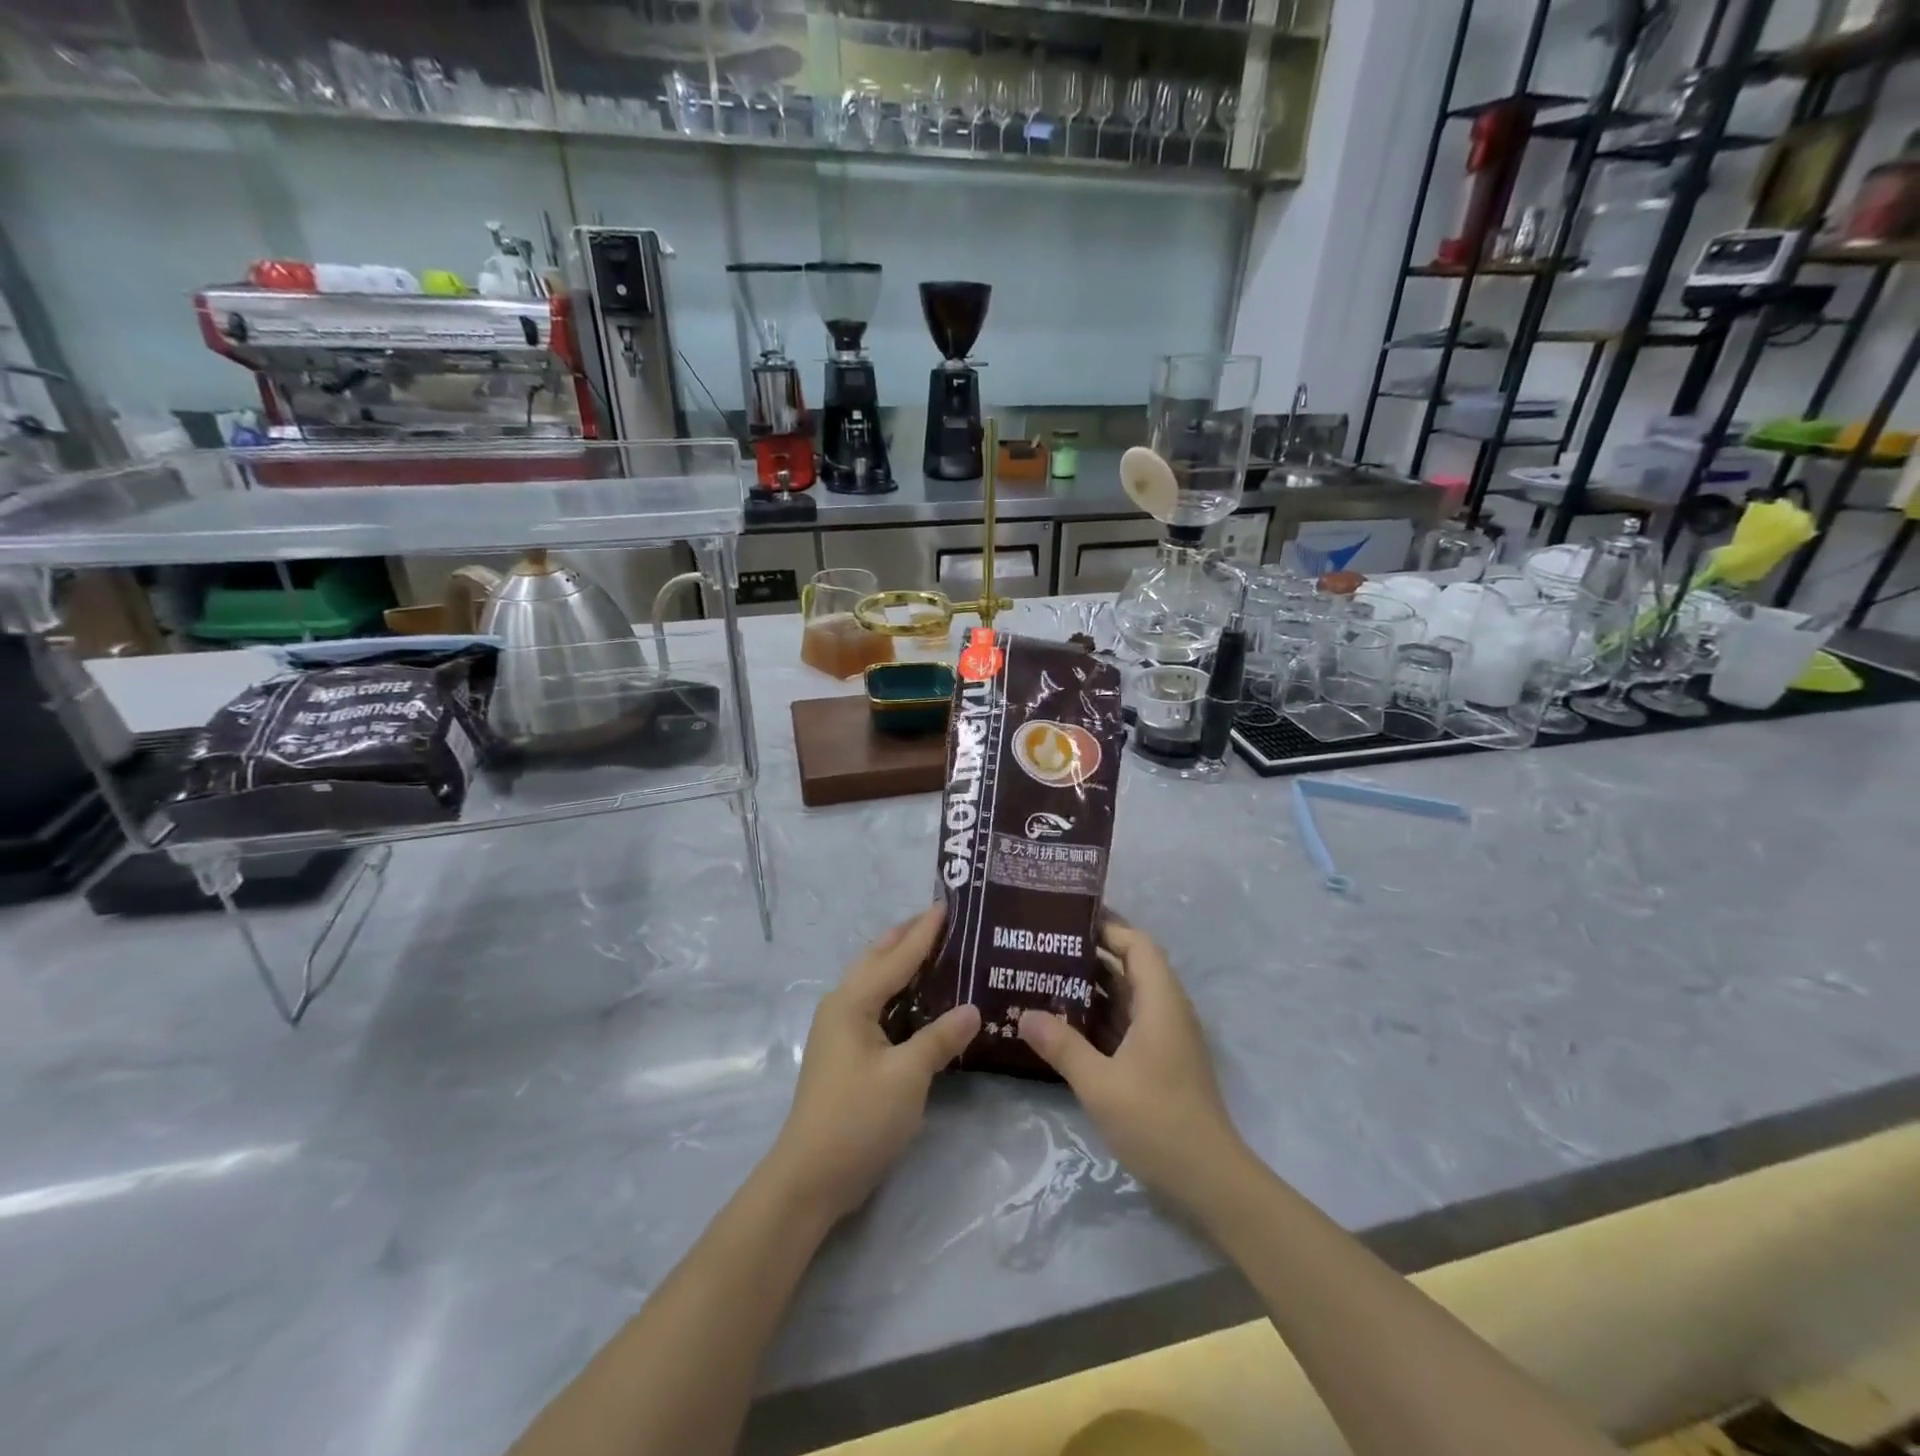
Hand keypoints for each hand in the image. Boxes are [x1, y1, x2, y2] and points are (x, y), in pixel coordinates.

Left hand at [766, 906, 980, 1223]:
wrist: (810, 1178)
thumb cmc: (858, 1119)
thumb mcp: (907, 1076)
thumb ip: (940, 1038)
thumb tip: (974, 1009)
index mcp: (853, 1002)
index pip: (897, 956)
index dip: (924, 931)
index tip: (948, 905)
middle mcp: (842, 1006)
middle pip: (879, 960)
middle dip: (908, 937)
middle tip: (943, 921)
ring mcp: (840, 1030)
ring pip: (876, 983)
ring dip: (902, 963)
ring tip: (936, 950)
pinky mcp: (845, 1053)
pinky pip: (876, 1007)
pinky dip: (899, 994)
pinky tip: (922, 1002)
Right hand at [1017, 922, 1246, 1197]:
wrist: (1210, 1181)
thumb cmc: (1157, 1121)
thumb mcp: (1100, 1083)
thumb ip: (1062, 1046)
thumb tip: (1024, 1014)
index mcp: (1160, 1002)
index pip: (1137, 945)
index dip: (1107, 928)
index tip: (1066, 921)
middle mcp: (1166, 1010)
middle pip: (1131, 966)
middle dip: (1090, 955)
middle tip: (1044, 948)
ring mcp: (1165, 1037)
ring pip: (1127, 996)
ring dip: (1092, 987)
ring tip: (1045, 978)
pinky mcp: (1160, 1060)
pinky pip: (1127, 1023)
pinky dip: (1100, 1016)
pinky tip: (1065, 1023)